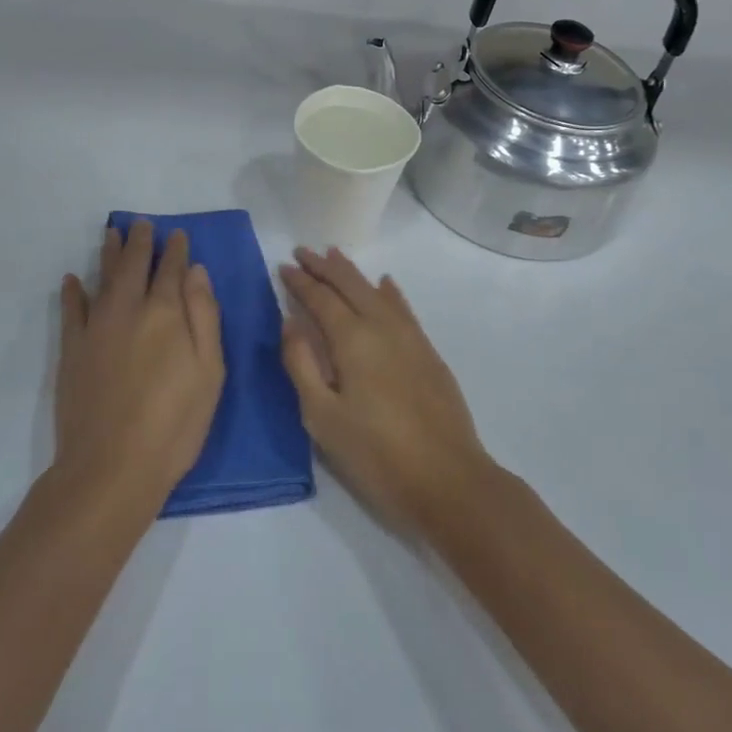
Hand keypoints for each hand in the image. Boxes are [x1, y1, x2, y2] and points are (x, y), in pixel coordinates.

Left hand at [57, 222, 224, 510]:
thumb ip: (204, 316)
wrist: (112, 467)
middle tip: (141, 224)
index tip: (178, 234)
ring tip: (111, 233)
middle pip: (133, 265)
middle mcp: (128, 309)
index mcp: (166, 313)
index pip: (172, 270)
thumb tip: (196, 271)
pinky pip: (71, 311)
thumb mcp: (209, 371)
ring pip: (102, 279)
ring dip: (108, 254)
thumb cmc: (174, 423)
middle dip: (139, 242)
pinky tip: (71, 280)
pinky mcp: (72, 351)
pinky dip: (71, 292)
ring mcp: (96, 328)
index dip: (176, 250)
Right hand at [278, 247, 496, 535]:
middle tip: (303, 252)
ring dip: (353, 273)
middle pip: (350, 285)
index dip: (300, 281)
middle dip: (324, 267)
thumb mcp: (323, 417)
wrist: (448, 479)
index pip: (321, 298)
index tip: (283, 266)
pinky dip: (389, 291)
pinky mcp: (428, 352)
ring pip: (376, 291)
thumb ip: (302, 365)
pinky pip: (403, 307)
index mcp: (353, 339)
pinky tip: (386, 284)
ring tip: (335, 257)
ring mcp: (410, 337)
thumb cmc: (376, 453)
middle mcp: (382, 326)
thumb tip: (290, 322)